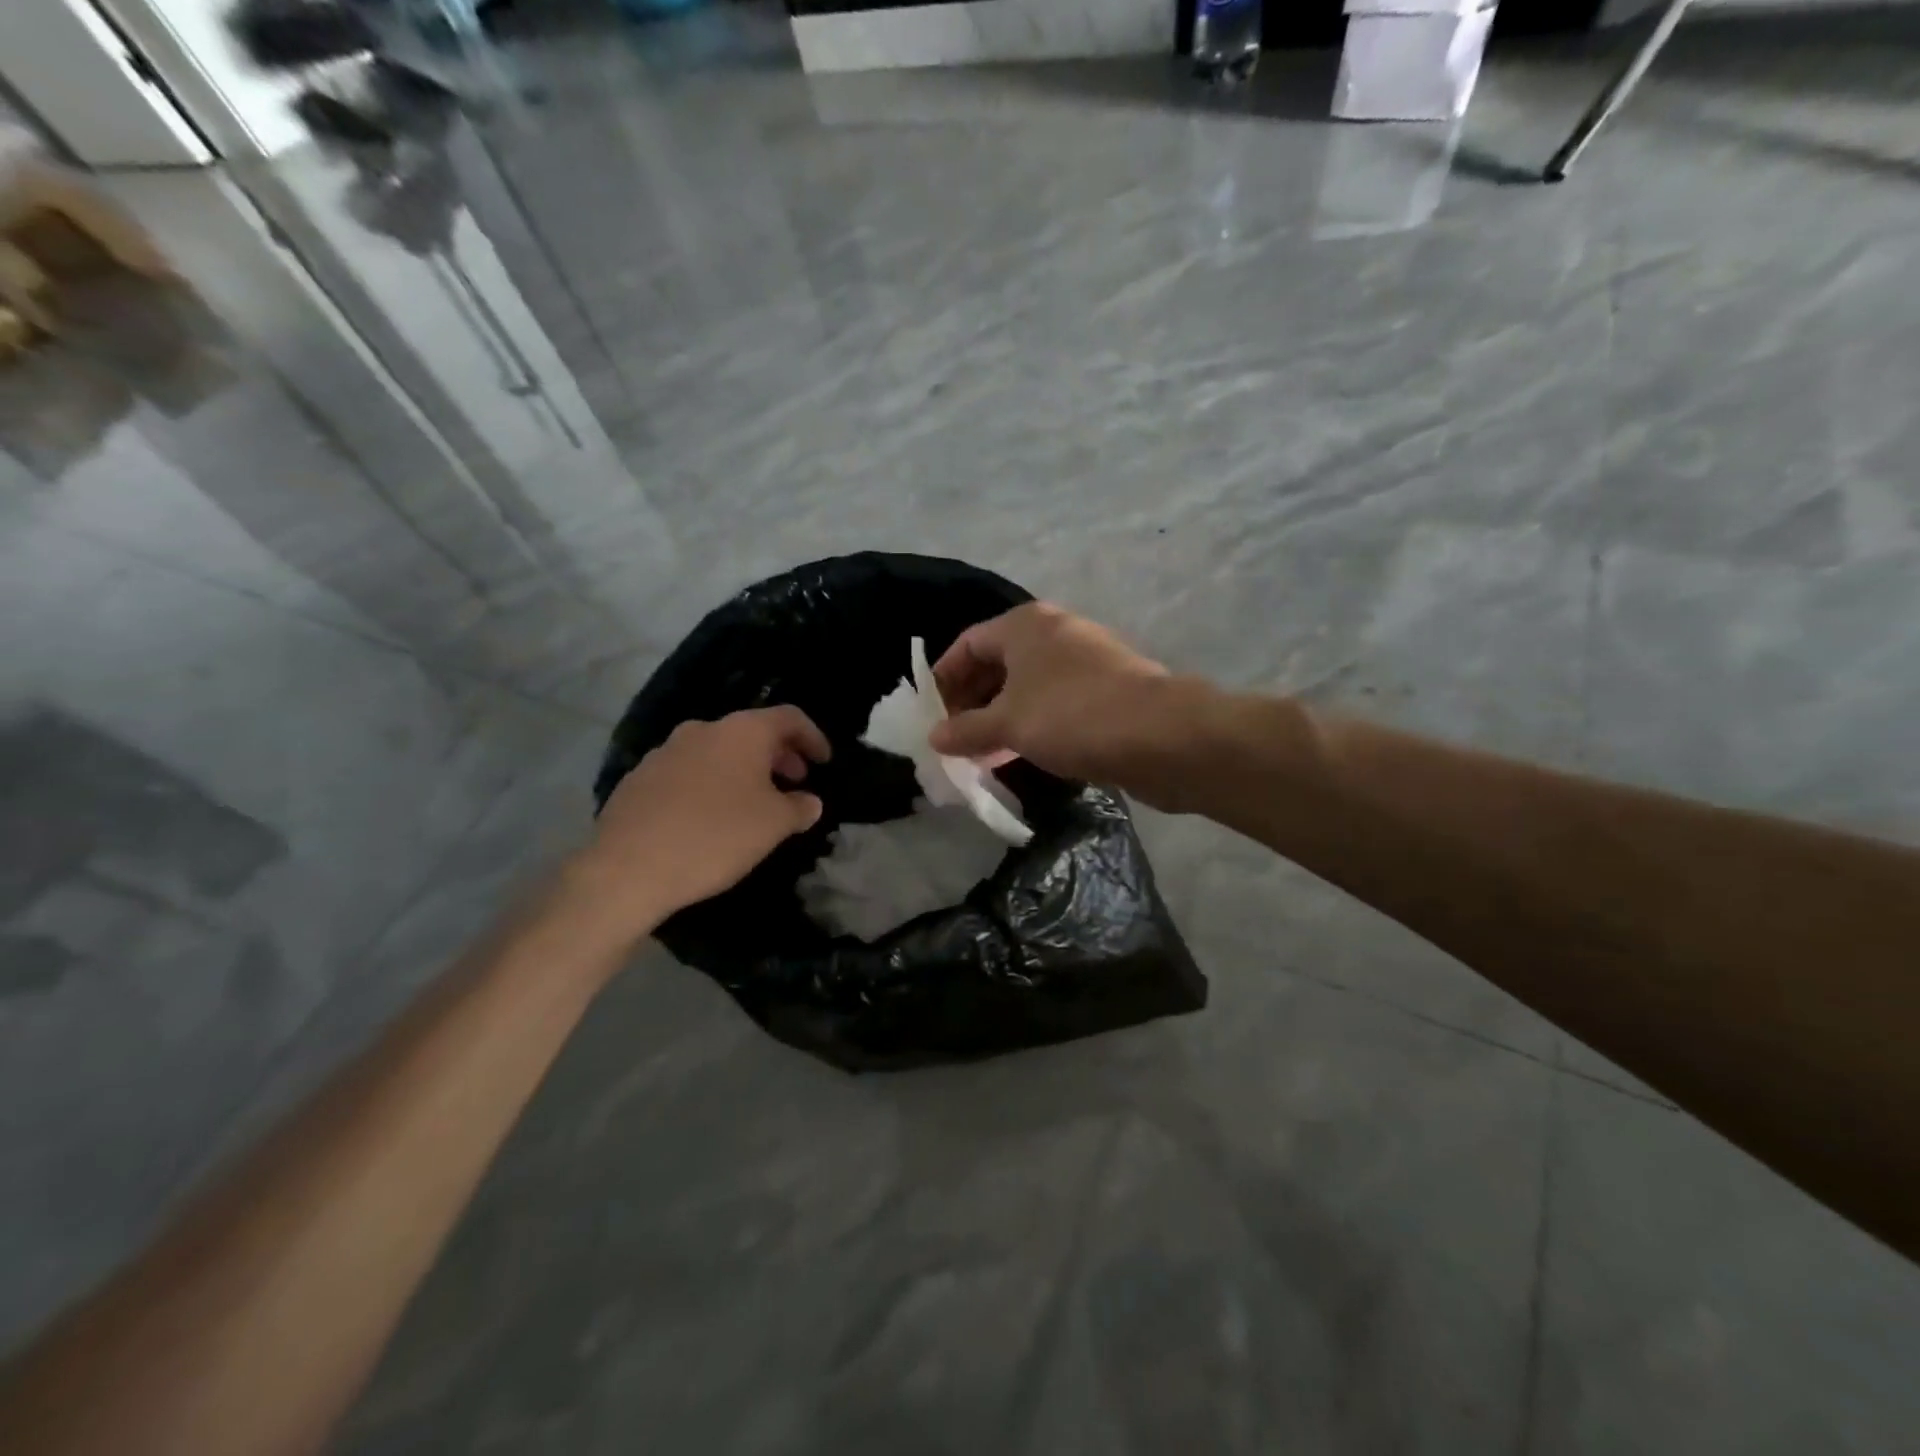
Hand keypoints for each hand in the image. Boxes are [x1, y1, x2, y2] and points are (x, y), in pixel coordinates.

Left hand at [566, 706, 830, 941]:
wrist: (628, 868)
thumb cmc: (716, 836)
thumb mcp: (774, 825)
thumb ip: (800, 808)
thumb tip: (809, 801)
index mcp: (741, 732)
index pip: (789, 717)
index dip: (813, 737)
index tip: (824, 762)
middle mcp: (702, 730)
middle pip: (751, 732)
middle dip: (778, 756)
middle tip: (794, 783)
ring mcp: (665, 752)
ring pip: (717, 752)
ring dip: (742, 771)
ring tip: (752, 804)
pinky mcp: (639, 779)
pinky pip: (687, 773)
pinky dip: (709, 785)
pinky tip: (709, 819)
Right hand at [929, 603, 1182, 787]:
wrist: (1161, 735)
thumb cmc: (1071, 716)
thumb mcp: (1008, 724)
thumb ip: (966, 730)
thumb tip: (934, 737)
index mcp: (1024, 625)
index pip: (968, 643)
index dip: (943, 678)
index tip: (930, 715)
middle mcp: (1054, 632)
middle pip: (998, 662)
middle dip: (972, 700)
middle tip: (954, 738)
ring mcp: (1085, 660)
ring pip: (1028, 685)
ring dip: (1001, 716)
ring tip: (982, 753)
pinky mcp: (1107, 689)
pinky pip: (1055, 702)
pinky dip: (1033, 723)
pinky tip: (1022, 754)